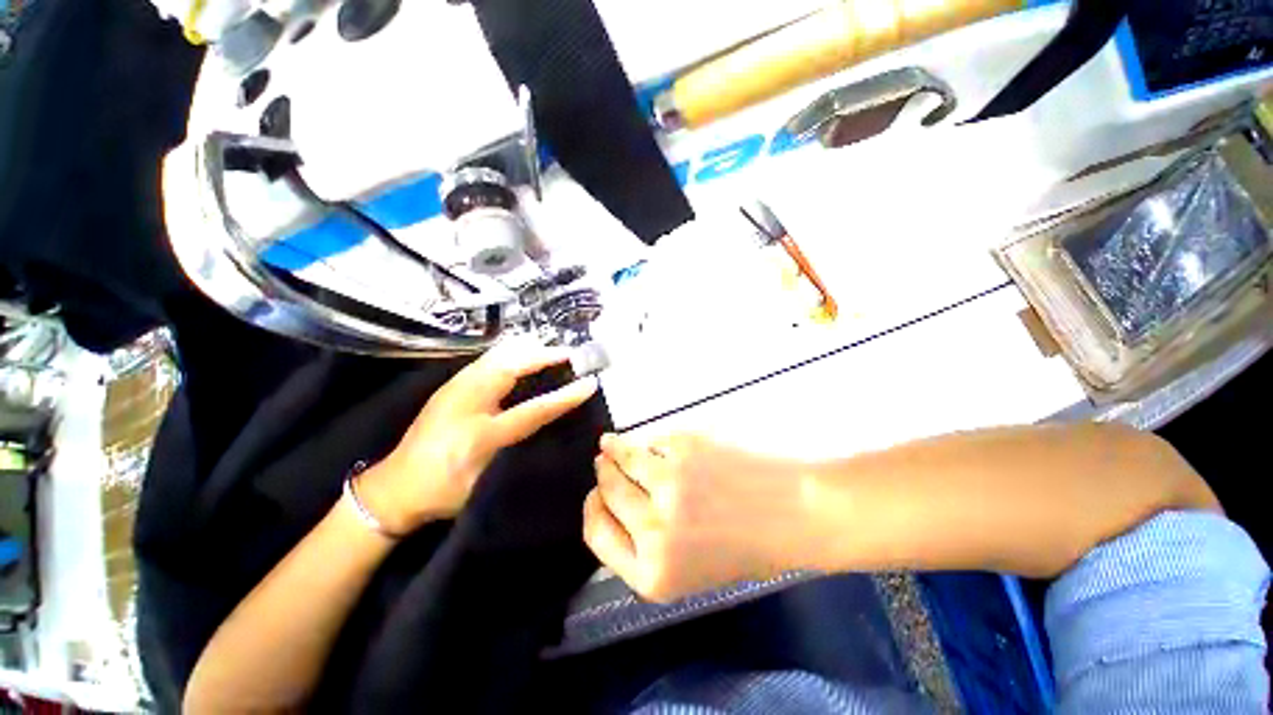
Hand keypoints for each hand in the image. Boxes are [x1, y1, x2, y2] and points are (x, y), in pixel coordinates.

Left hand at [359, 339, 599, 534]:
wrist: (391, 490)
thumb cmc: (442, 493)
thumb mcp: (485, 483)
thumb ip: (517, 454)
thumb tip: (546, 428)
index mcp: (479, 433)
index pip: (533, 409)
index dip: (565, 396)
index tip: (590, 382)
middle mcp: (466, 400)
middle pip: (512, 365)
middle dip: (543, 355)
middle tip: (570, 356)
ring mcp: (454, 388)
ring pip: (498, 356)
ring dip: (528, 351)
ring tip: (552, 353)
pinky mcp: (450, 385)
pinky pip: (489, 359)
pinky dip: (511, 354)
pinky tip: (522, 358)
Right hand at [583, 433, 810, 602]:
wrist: (799, 512)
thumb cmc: (749, 544)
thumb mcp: (690, 569)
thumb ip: (647, 546)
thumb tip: (611, 503)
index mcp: (653, 573)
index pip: (596, 533)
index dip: (592, 508)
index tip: (595, 494)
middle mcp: (654, 530)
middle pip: (606, 490)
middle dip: (603, 474)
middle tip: (603, 462)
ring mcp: (668, 482)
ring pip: (621, 457)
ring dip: (613, 449)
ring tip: (611, 444)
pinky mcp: (684, 447)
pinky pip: (653, 439)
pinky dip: (649, 440)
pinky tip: (651, 442)